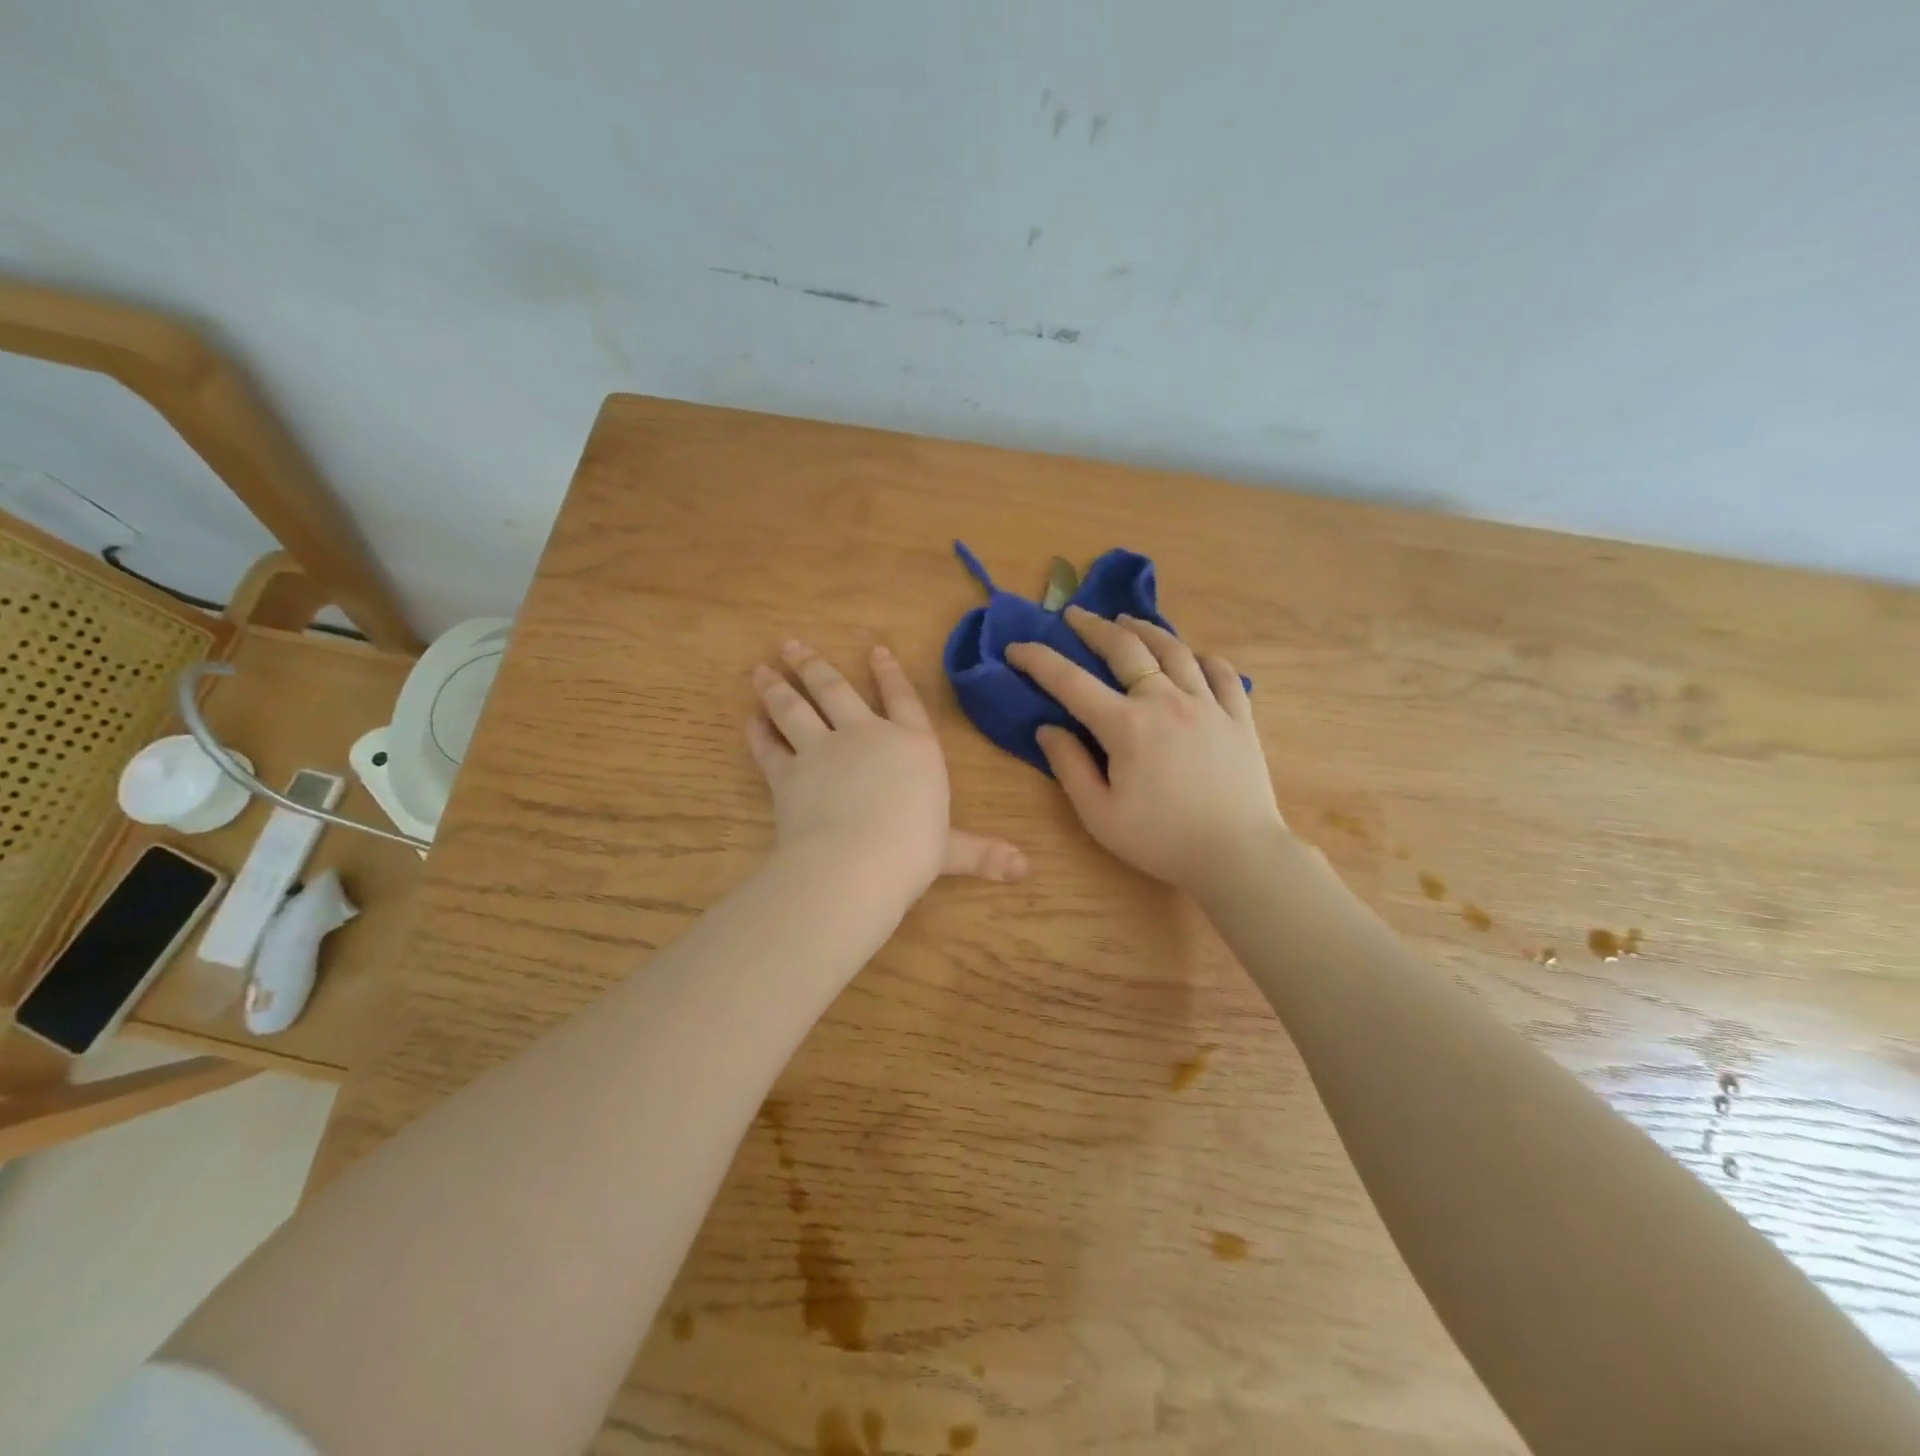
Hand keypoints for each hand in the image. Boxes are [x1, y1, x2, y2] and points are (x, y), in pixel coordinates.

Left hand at [748, 640, 1027, 902]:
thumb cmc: (913, 850)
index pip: (903, 699)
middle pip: (835, 690)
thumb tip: (1025, 870)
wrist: (856, 862)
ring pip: (795, 708)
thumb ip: (982, 853)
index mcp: (911, 746)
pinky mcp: (788, 773)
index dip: (889, 674)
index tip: (875, 649)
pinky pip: (769, 746)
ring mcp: (823, 750)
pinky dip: (758, 731)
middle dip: (814, 665)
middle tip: (791, 644)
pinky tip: (750, 719)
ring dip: (777, 686)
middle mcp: (866, 736)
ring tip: (761, 668)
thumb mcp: (952, 850)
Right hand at [1006, 607, 1286, 890]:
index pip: (1070, 681)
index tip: (1016, 648)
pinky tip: (1193, 657)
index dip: (1038, 660)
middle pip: (1125, 648)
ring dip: (1145, 630)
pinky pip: (1222, 673)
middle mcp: (1165, 701)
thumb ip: (1070, 767)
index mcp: (1126, 726)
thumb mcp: (1100, 815)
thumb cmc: (1161, 840)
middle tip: (1074, 614)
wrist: (1239, 855)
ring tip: (1128, 621)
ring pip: (1174, 650)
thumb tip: (1048, 729)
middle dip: (1094, 626)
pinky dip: (1203, 658)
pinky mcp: (1239, 717)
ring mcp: (1208, 704)